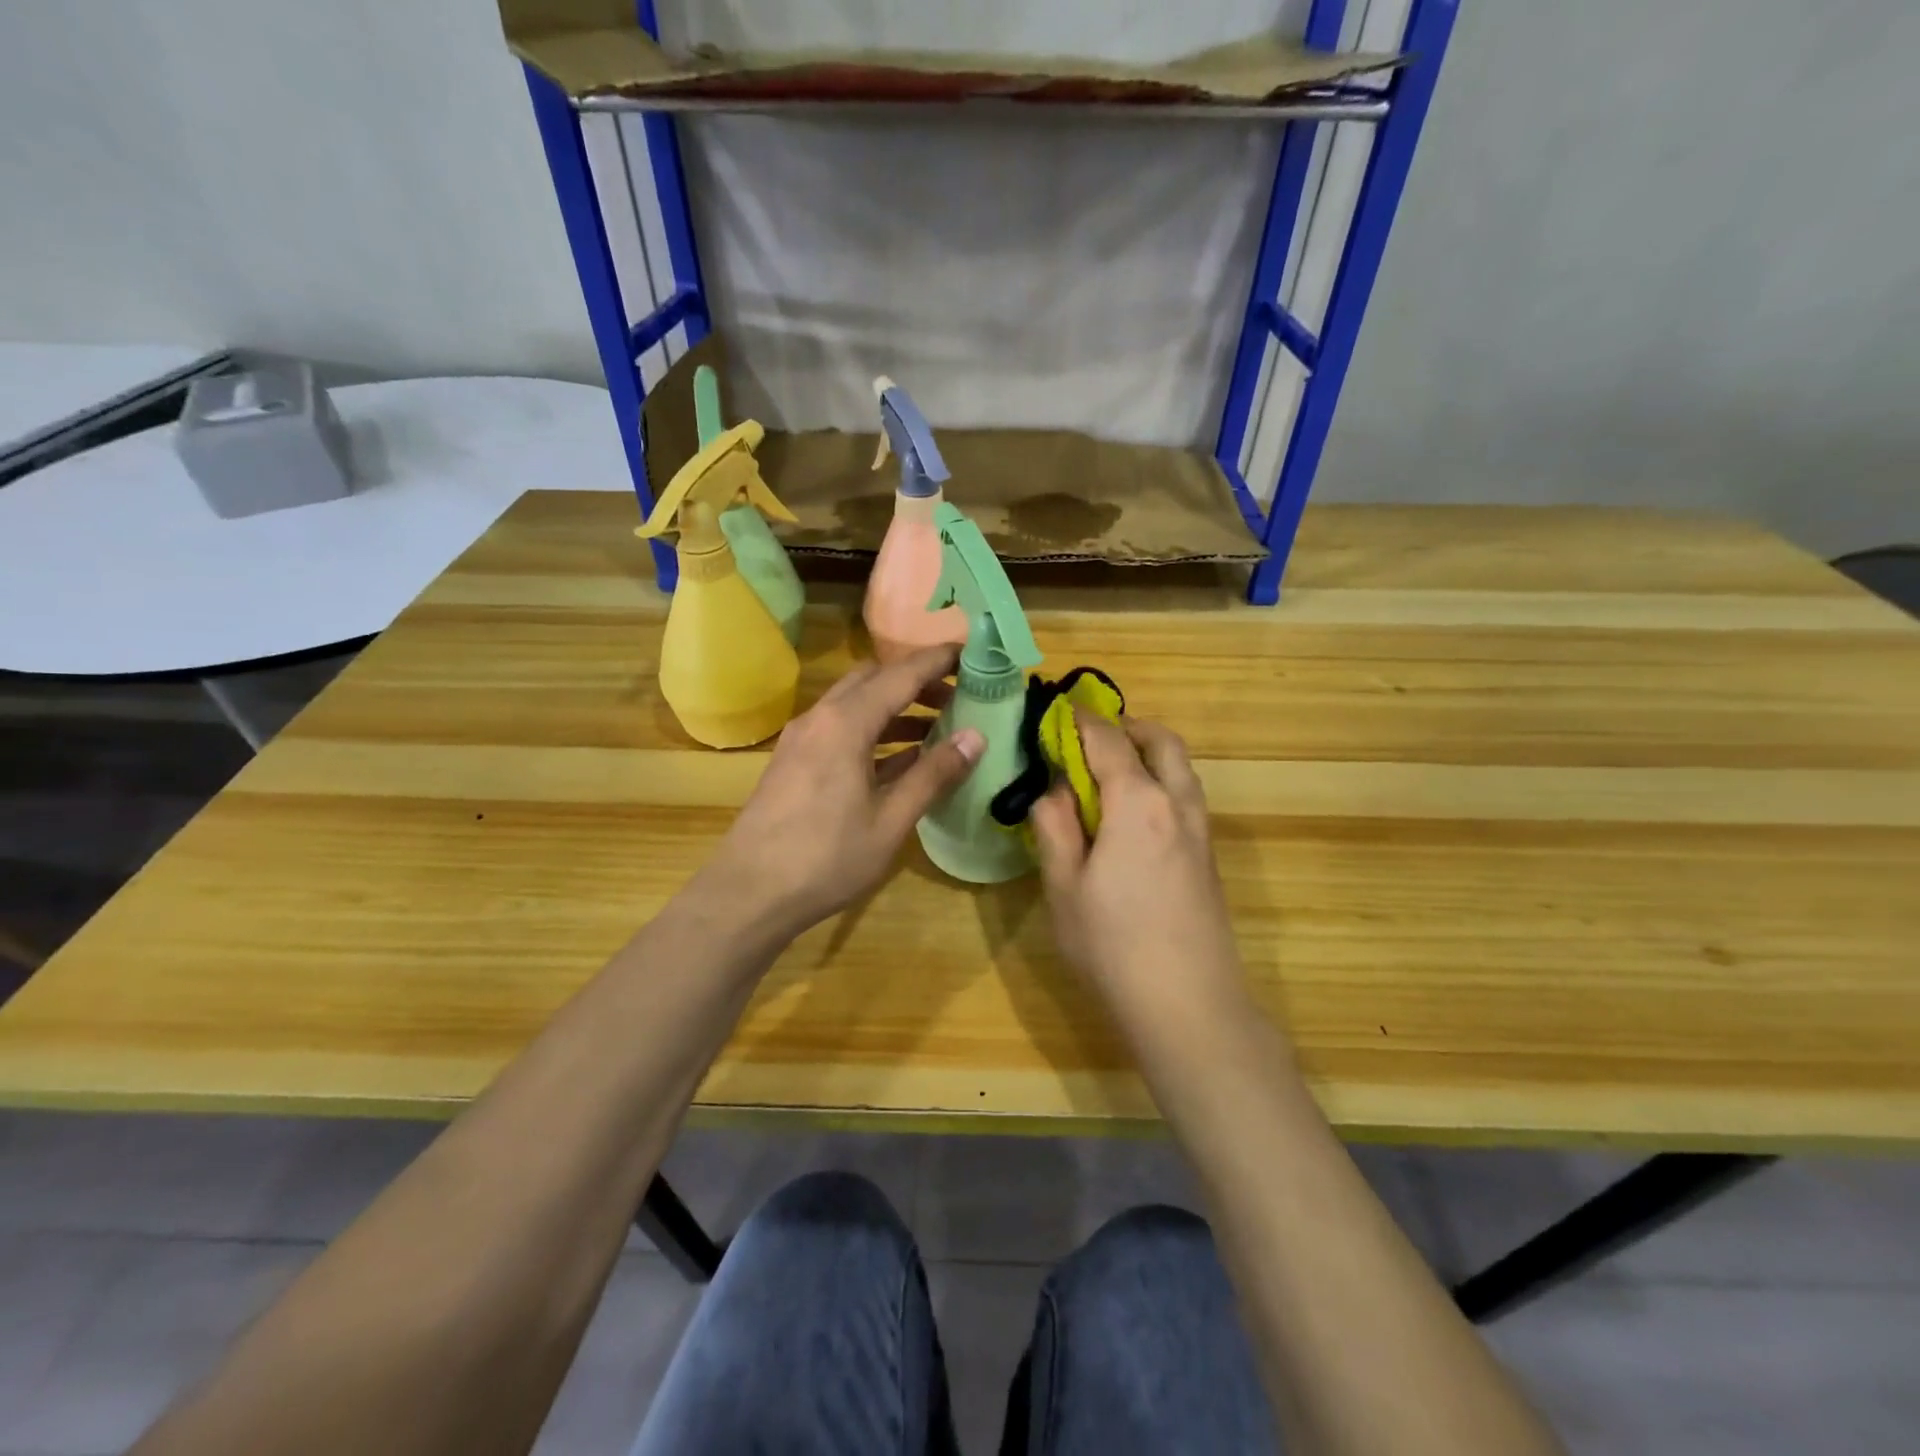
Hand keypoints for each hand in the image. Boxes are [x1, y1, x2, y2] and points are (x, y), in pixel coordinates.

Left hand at [703, 647, 983, 939]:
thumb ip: (933, 775)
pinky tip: (901, 759)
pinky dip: (874, 731)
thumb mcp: (890, 820)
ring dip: (896, 708)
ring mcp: (803, 740)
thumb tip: (975, 737)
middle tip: (959, 695)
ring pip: (856, 705)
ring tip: (939, 727)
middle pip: (874, 680)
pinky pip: (841, 730)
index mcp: (846, 723)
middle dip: (917, 681)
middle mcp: (821, 718)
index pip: (902, 674)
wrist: (748, 894)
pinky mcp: (795, 762)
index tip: (974, 653)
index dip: (939, 660)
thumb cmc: (826, 858)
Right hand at [1031, 713, 1247, 1027]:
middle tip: (1090, 738)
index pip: (1108, 740)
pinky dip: (1161, 783)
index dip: (1080, 721)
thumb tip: (1053, 789)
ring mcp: (1200, 831)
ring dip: (1149, 755)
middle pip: (1161, 741)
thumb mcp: (1064, 886)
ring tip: (1110, 774)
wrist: (1189, 1005)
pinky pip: (1186, 797)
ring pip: (1181, 768)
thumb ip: (1055, 827)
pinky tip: (1132, 817)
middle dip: (1127, 727)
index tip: (1056, 713)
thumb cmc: (1113, 945)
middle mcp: (1177, 804)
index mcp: (1138, 803)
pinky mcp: (1209, 857)